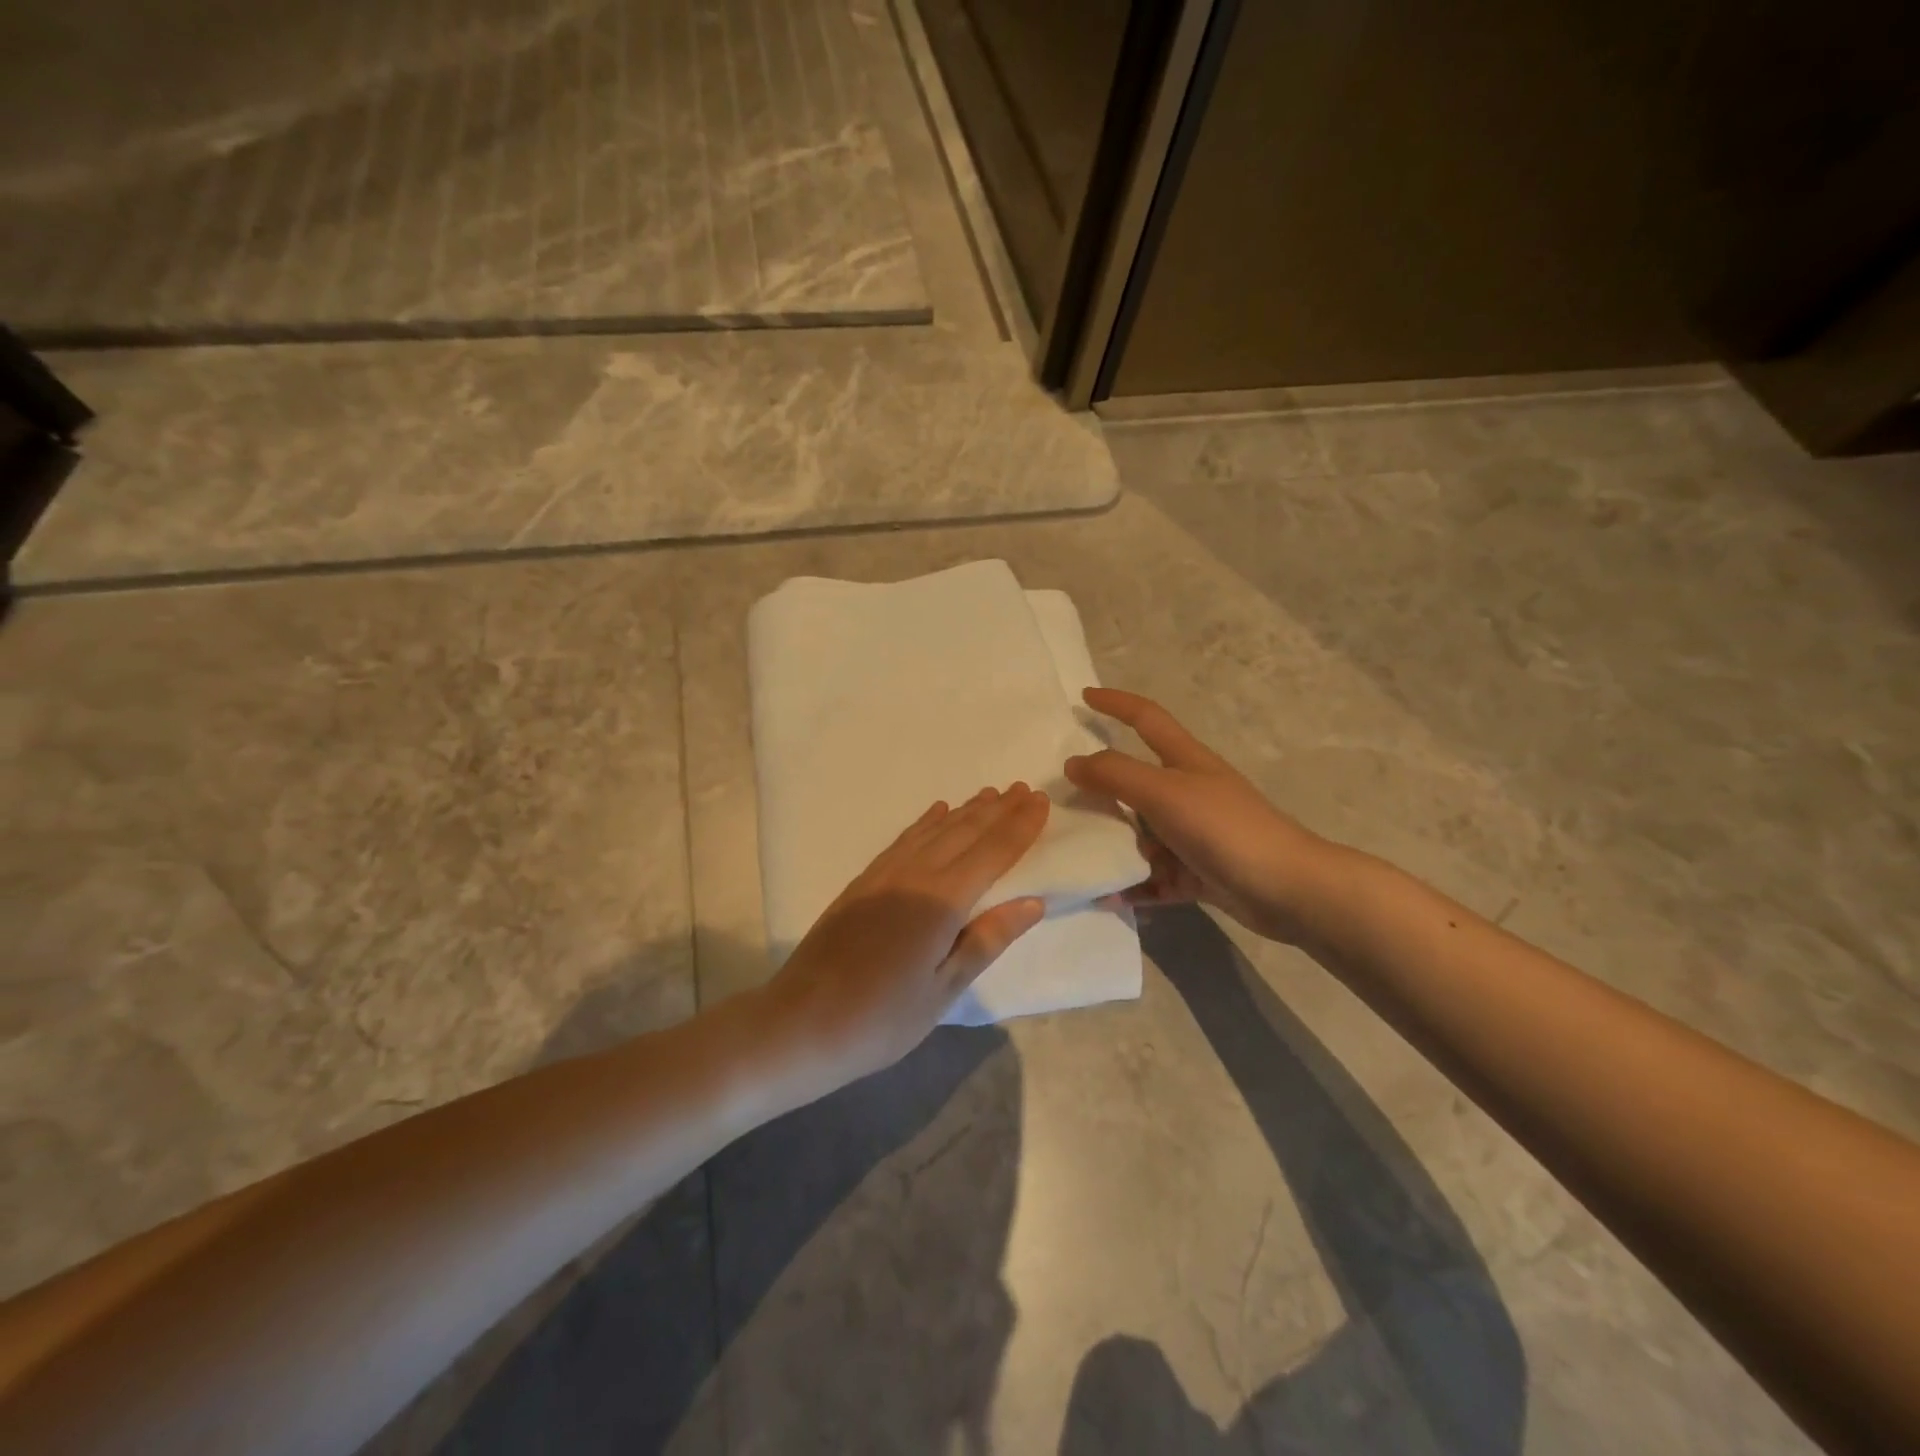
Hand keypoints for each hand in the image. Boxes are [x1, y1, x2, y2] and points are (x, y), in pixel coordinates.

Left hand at [763, 784, 1050, 1086]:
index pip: (992, 853)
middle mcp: (915, 875)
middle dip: (998, 810)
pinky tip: (937, 813)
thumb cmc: (882, 1018)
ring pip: (934, 830)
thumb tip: (1033, 901)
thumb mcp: (944, 989)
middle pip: (965, 832)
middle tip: (1024, 789)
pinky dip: (926, 823)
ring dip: (966, 811)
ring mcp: (885, 875)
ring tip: (989, 795)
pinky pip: (904, 839)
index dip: (1019, 827)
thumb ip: (988, 939)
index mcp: (942, 901)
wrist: (801, 1022)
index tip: (1041, 801)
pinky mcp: (863, 882)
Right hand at [1066, 688, 1342, 942]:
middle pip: (1136, 783)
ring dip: (1114, 845)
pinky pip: (1156, 875)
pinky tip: (1110, 896)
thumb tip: (1073, 763)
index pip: (1145, 718)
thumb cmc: (1224, 828)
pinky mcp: (1199, 871)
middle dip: (1102, 790)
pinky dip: (1134, 884)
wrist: (1287, 889)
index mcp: (1184, 761)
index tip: (1084, 697)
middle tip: (1063, 801)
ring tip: (1080, 857)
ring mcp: (1194, 834)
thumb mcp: (1163, 793)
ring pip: (1142, 833)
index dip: (1116, 703)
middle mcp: (1188, 792)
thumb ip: (1116, 775)